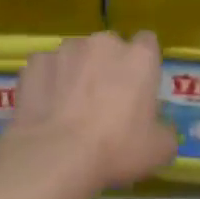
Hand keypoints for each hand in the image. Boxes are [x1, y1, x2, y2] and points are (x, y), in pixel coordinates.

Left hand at [0, 31, 178, 198]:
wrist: (56, 155)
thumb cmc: (117, 149)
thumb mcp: (159, 149)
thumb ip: (164, 130)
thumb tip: (159, 128)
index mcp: (139, 57)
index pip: (147, 43)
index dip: (142, 64)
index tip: (137, 87)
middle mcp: (103, 43)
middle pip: (109, 48)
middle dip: (107, 66)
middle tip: (103, 101)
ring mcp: (65, 50)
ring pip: (75, 56)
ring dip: (75, 72)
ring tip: (69, 107)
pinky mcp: (35, 63)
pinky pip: (46, 69)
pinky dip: (47, 82)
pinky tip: (46, 108)